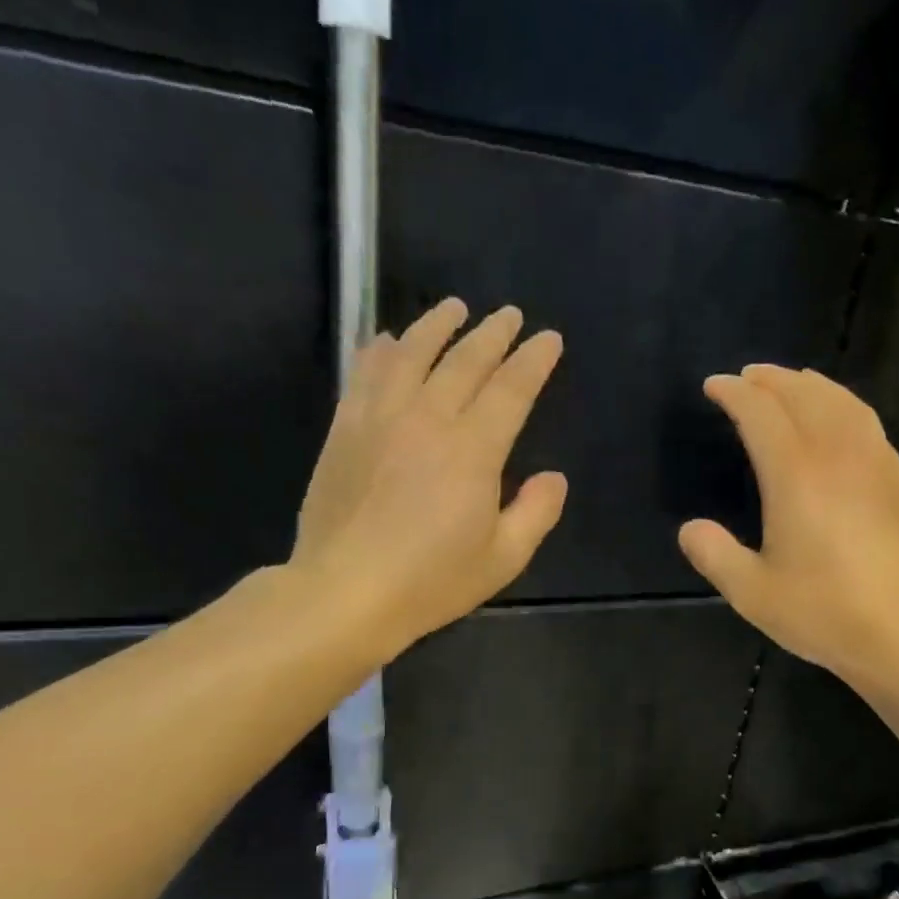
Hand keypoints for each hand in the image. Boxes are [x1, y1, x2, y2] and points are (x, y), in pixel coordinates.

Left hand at [288, 298, 566, 658]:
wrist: (344, 592)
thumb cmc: (431, 581)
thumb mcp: (502, 559)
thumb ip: (536, 513)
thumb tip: (553, 477)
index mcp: (473, 450)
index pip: (511, 389)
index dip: (533, 360)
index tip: (548, 338)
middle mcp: (428, 420)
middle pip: (465, 361)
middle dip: (493, 334)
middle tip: (510, 315)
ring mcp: (380, 419)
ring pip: (411, 354)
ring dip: (436, 326)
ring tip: (454, 307)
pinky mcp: (345, 430)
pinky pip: (364, 375)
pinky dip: (379, 351)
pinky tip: (386, 340)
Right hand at [678, 365, 898, 685]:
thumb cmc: (827, 611)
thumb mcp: (754, 593)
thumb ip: (716, 556)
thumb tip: (690, 529)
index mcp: (796, 474)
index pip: (761, 412)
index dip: (734, 393)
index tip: (714, 386)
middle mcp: (837, 454)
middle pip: (803, 394)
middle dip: (771, 379)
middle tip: (748, 377)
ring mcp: (875, 463)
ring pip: (841, 402)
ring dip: (810, 385)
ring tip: (792, 383)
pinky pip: (866, 422)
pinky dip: (842, 405)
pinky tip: (840, 420)